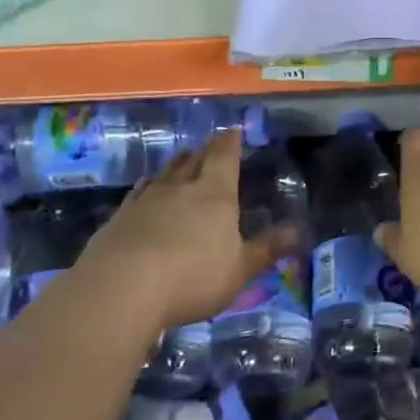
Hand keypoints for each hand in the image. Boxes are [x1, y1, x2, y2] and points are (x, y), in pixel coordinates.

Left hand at [76, 130, 292, 330]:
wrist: (120, 289)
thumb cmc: (192, 277)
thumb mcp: (239, 269)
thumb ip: (267, 248)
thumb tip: (298, 229)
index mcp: (215, 194)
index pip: (225, 158)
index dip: (231, 142)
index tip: (234, 130)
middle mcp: (181, 188)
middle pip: (195, 160)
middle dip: (206, 150)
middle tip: (211, 142)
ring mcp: (147, 200)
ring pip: (166, 173)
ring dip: (177, 163)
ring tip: (183, 157)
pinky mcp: (120, 217)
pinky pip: (139, 192)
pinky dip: (148, 185)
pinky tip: (146, 188)